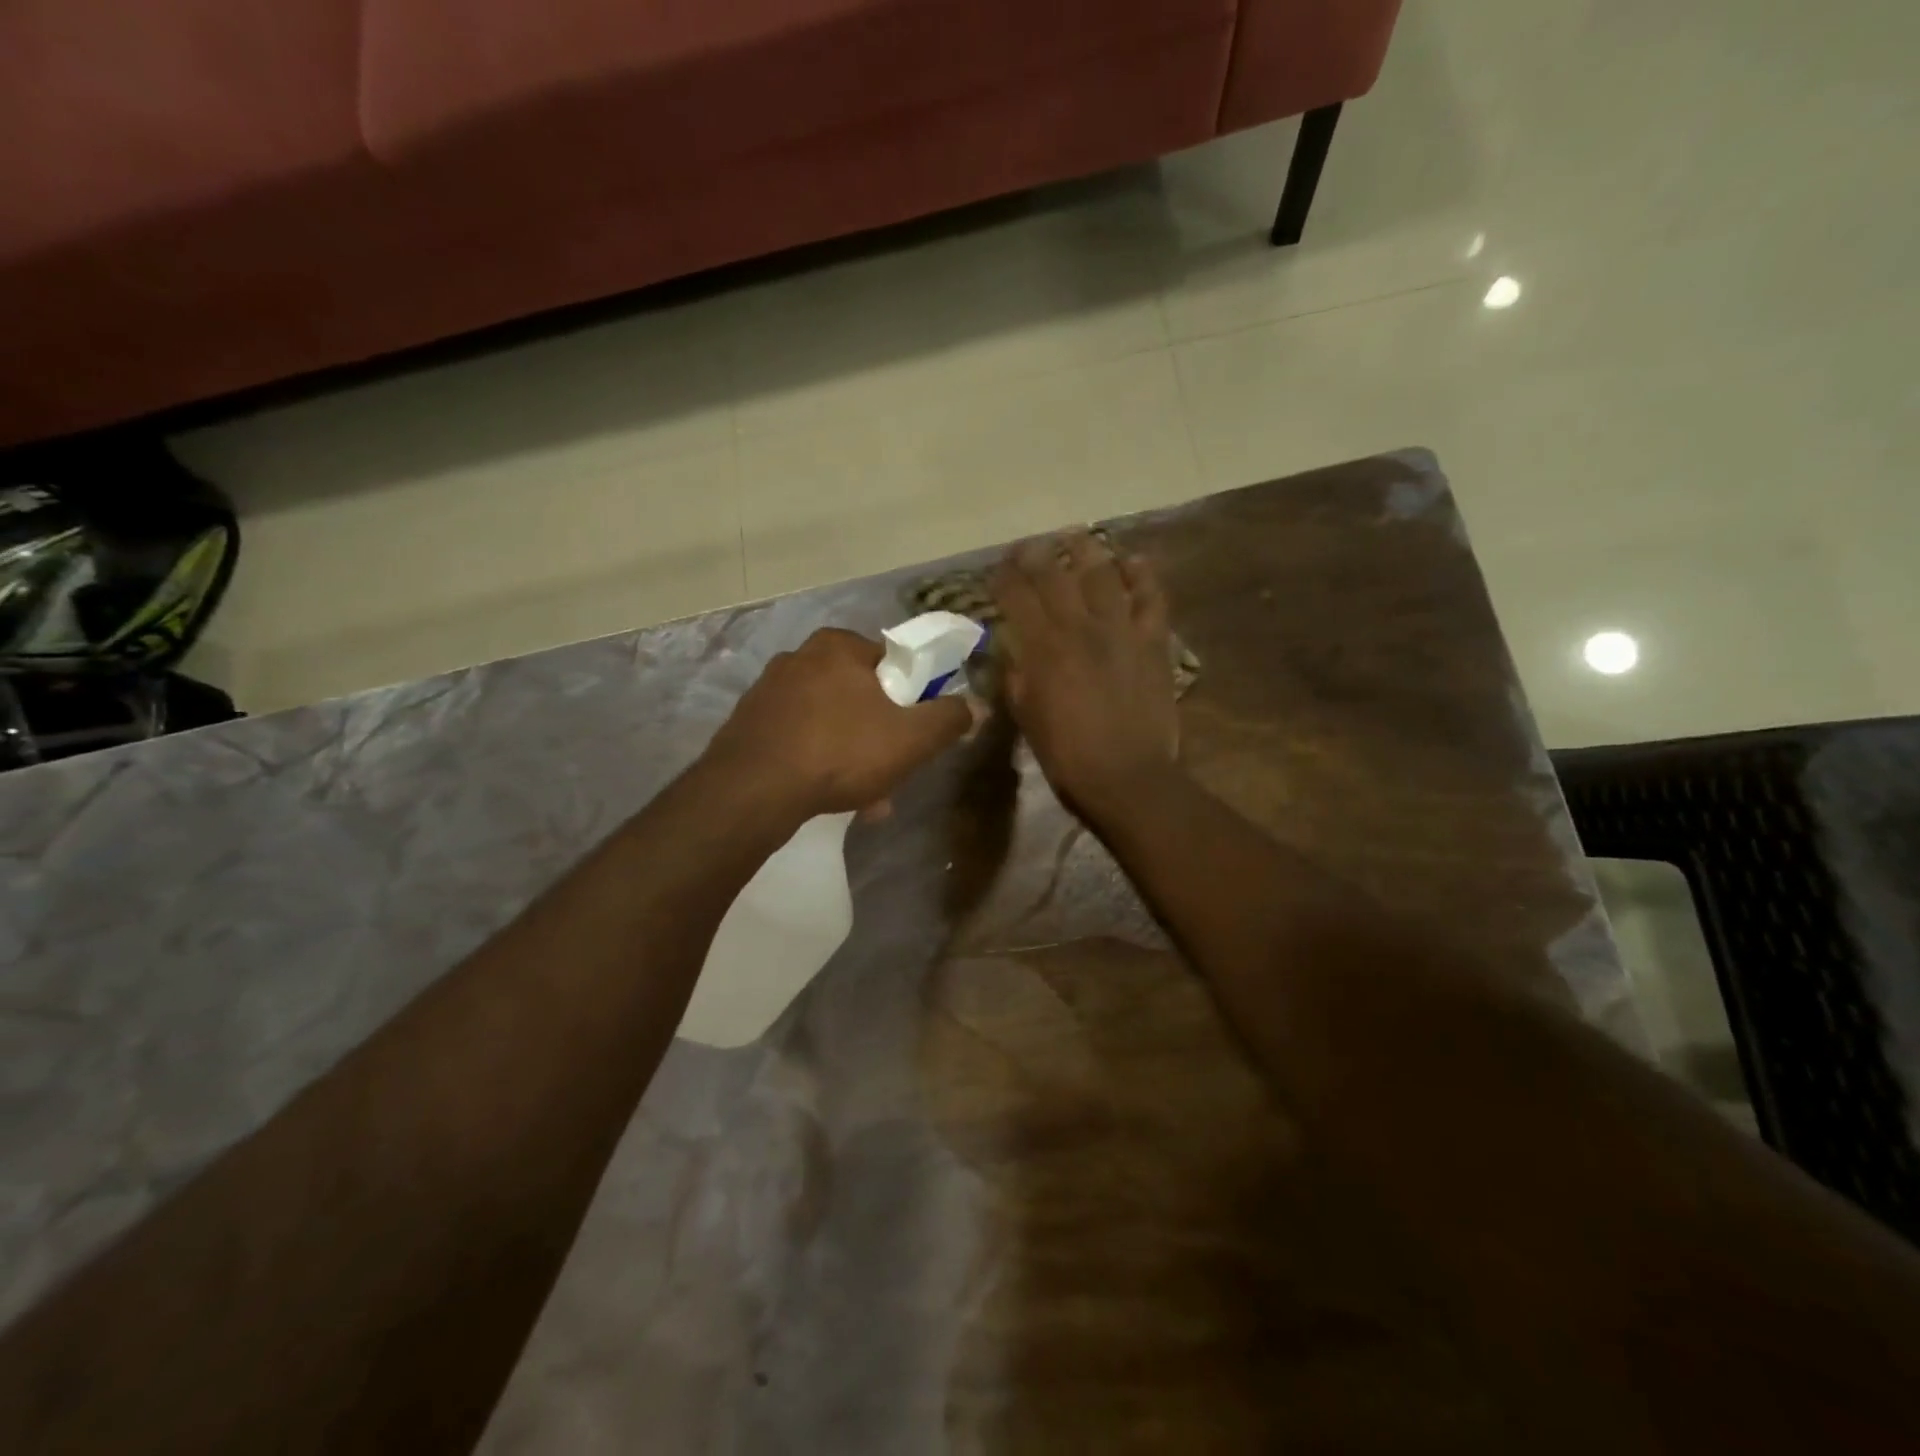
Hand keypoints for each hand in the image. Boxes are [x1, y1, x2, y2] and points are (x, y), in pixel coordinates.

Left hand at [706, 627, 976, 817]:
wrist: (752, 791)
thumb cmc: (840, 752)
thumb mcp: (911, 738)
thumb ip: (949, 719)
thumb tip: (977, 706)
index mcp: (838, 646)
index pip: (891, 663)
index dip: (911, 699)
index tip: (914, 734)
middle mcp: (799, 658)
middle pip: (859, 696)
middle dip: (879, 736)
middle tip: (891, 773)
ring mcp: (768, 692)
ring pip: (829, 722)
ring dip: (851, 755)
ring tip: (863, 798)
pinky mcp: (748, 724)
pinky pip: (799, 739)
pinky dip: (817, 762)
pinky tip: (825, 795)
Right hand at [990, 532, 1180, 820]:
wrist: (1127, 777)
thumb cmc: (1067, 755)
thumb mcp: (1026, 716)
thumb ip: (1017, 676)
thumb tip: (1014, 650)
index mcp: (1043, 648)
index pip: (1016, 595)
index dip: (1004, 576)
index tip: (997, 568)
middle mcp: (1079, 627)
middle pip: (1054, 575)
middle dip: (1036, 554)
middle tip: (1029, 546)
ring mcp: (1120, 630)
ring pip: (1102, 573)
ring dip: (1086, 550)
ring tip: (1076, 538)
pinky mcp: (1152, 640)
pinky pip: (1150, 597)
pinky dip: (1141, 576)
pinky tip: (1132, 561)